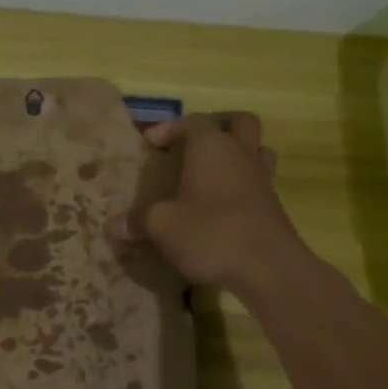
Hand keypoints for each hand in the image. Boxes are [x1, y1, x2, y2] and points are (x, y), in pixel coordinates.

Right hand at [106, 112, 305, 293]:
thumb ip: (137, 221)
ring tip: (214, 172)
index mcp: (211, 147)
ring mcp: (262, 179)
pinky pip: (259, 181)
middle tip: (195, 144)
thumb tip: (113, 225)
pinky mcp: (274, 205)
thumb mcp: (162, 227)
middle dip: (217, 126)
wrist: (268, 267)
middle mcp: (241, 154)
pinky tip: (225, 206)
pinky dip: (243, 185)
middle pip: (238, 122)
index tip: (150, 143)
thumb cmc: (210, 233)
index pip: (192, 121)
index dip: (169, 127)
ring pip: (256, 149)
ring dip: (237, 153)